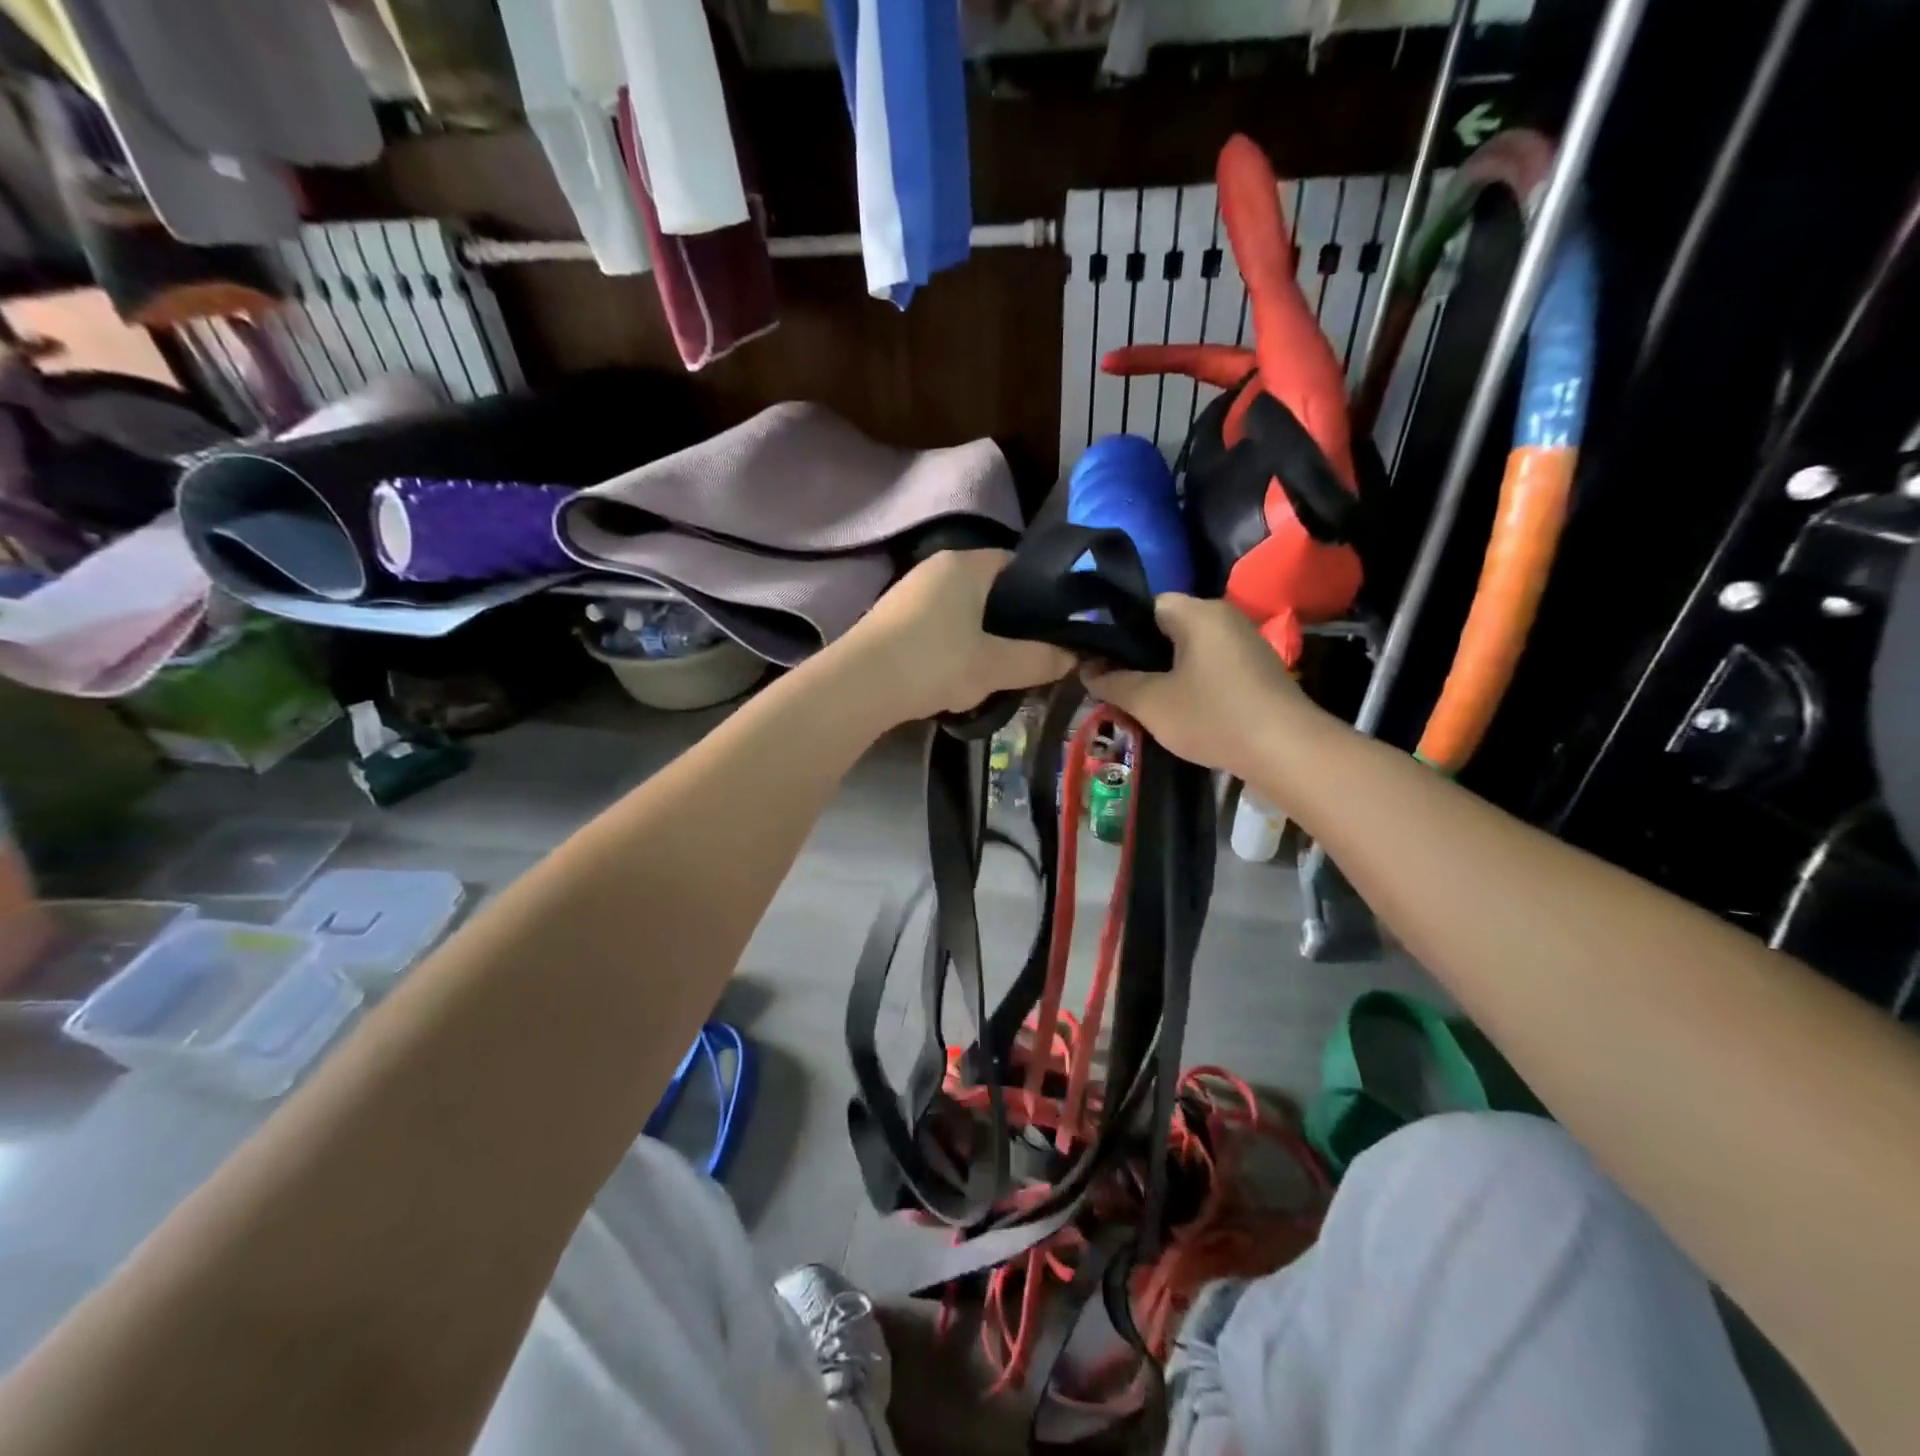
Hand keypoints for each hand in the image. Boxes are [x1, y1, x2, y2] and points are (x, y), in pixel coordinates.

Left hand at [841, 551, 1073, 721]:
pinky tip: (958, 668)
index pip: (1016, 563)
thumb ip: (1039, 659)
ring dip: (980, 631)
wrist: (859, 685)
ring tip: (997, 664)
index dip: (1040, 592)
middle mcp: (937, 566)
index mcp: (967, 564)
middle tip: (1030, 650)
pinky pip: (937, 620)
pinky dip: (953, 639)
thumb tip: (1075, 656)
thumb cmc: (934, 663)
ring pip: (962, 605)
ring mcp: (910, 588)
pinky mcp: (892, 615)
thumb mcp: (995, 666)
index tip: (1054, 624)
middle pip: (988, 585)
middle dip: (1010, 616)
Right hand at [1084, 593, 1318, 777]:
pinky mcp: (1257, 669)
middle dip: (1141, 654)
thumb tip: (1086, 670)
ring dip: (1166, 671)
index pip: (1148, 605)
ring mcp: (1245, 643)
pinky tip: (1180, 709)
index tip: (1102, 659)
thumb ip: (1113, 683)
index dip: (1120, 630)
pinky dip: (1191, 681)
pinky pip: (1211, 665)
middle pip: (1169, 626)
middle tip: (1116, 683)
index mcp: (1198, 612)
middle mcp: (1224, 617)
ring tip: (1142, 699)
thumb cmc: (1212, 716)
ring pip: (1190, 648)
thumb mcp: (1150, 703)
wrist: (1286, 750)